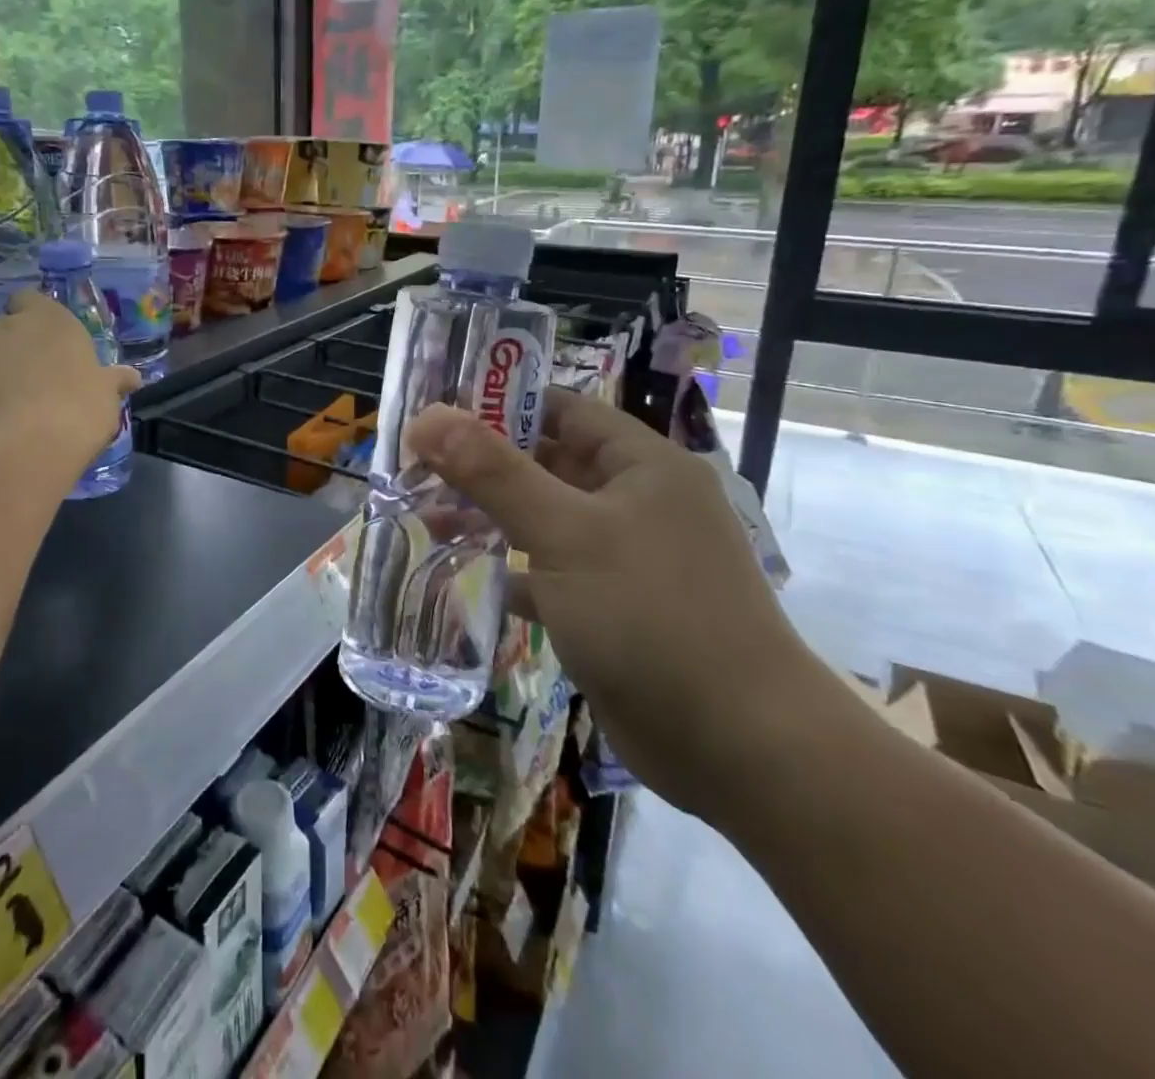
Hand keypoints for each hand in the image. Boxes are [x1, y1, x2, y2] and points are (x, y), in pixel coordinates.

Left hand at [0, 291, 139, 472]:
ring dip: (2, 372)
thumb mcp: (107, 394)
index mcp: (49, 318)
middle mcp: (10, 328)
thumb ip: (114, 380)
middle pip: (10, 327)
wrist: (26, 448)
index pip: (31, 299)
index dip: (37, 316)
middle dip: (21, 345)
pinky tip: (2, 423)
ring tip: (21, 405)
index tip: (52, 340)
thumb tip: (131, 377)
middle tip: (42, 375)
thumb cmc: (79, 407)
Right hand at [407, 390, 841, 823]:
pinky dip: (512, 573)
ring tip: (426, 519)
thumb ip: (493, 472)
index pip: (562, 411)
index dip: (498, 406)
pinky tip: (464, 577)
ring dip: (492, 519)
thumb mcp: (564, 532)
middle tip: (414, 470)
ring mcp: (626, 558)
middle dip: (484, 468)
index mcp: (641, 465)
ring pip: (545, 521)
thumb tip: (427, 416)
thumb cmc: (650, 614)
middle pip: (548, 464)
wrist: (739, 748)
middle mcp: (637, 502)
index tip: (436, 416)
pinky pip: (551, 573)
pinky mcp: (612, 608)